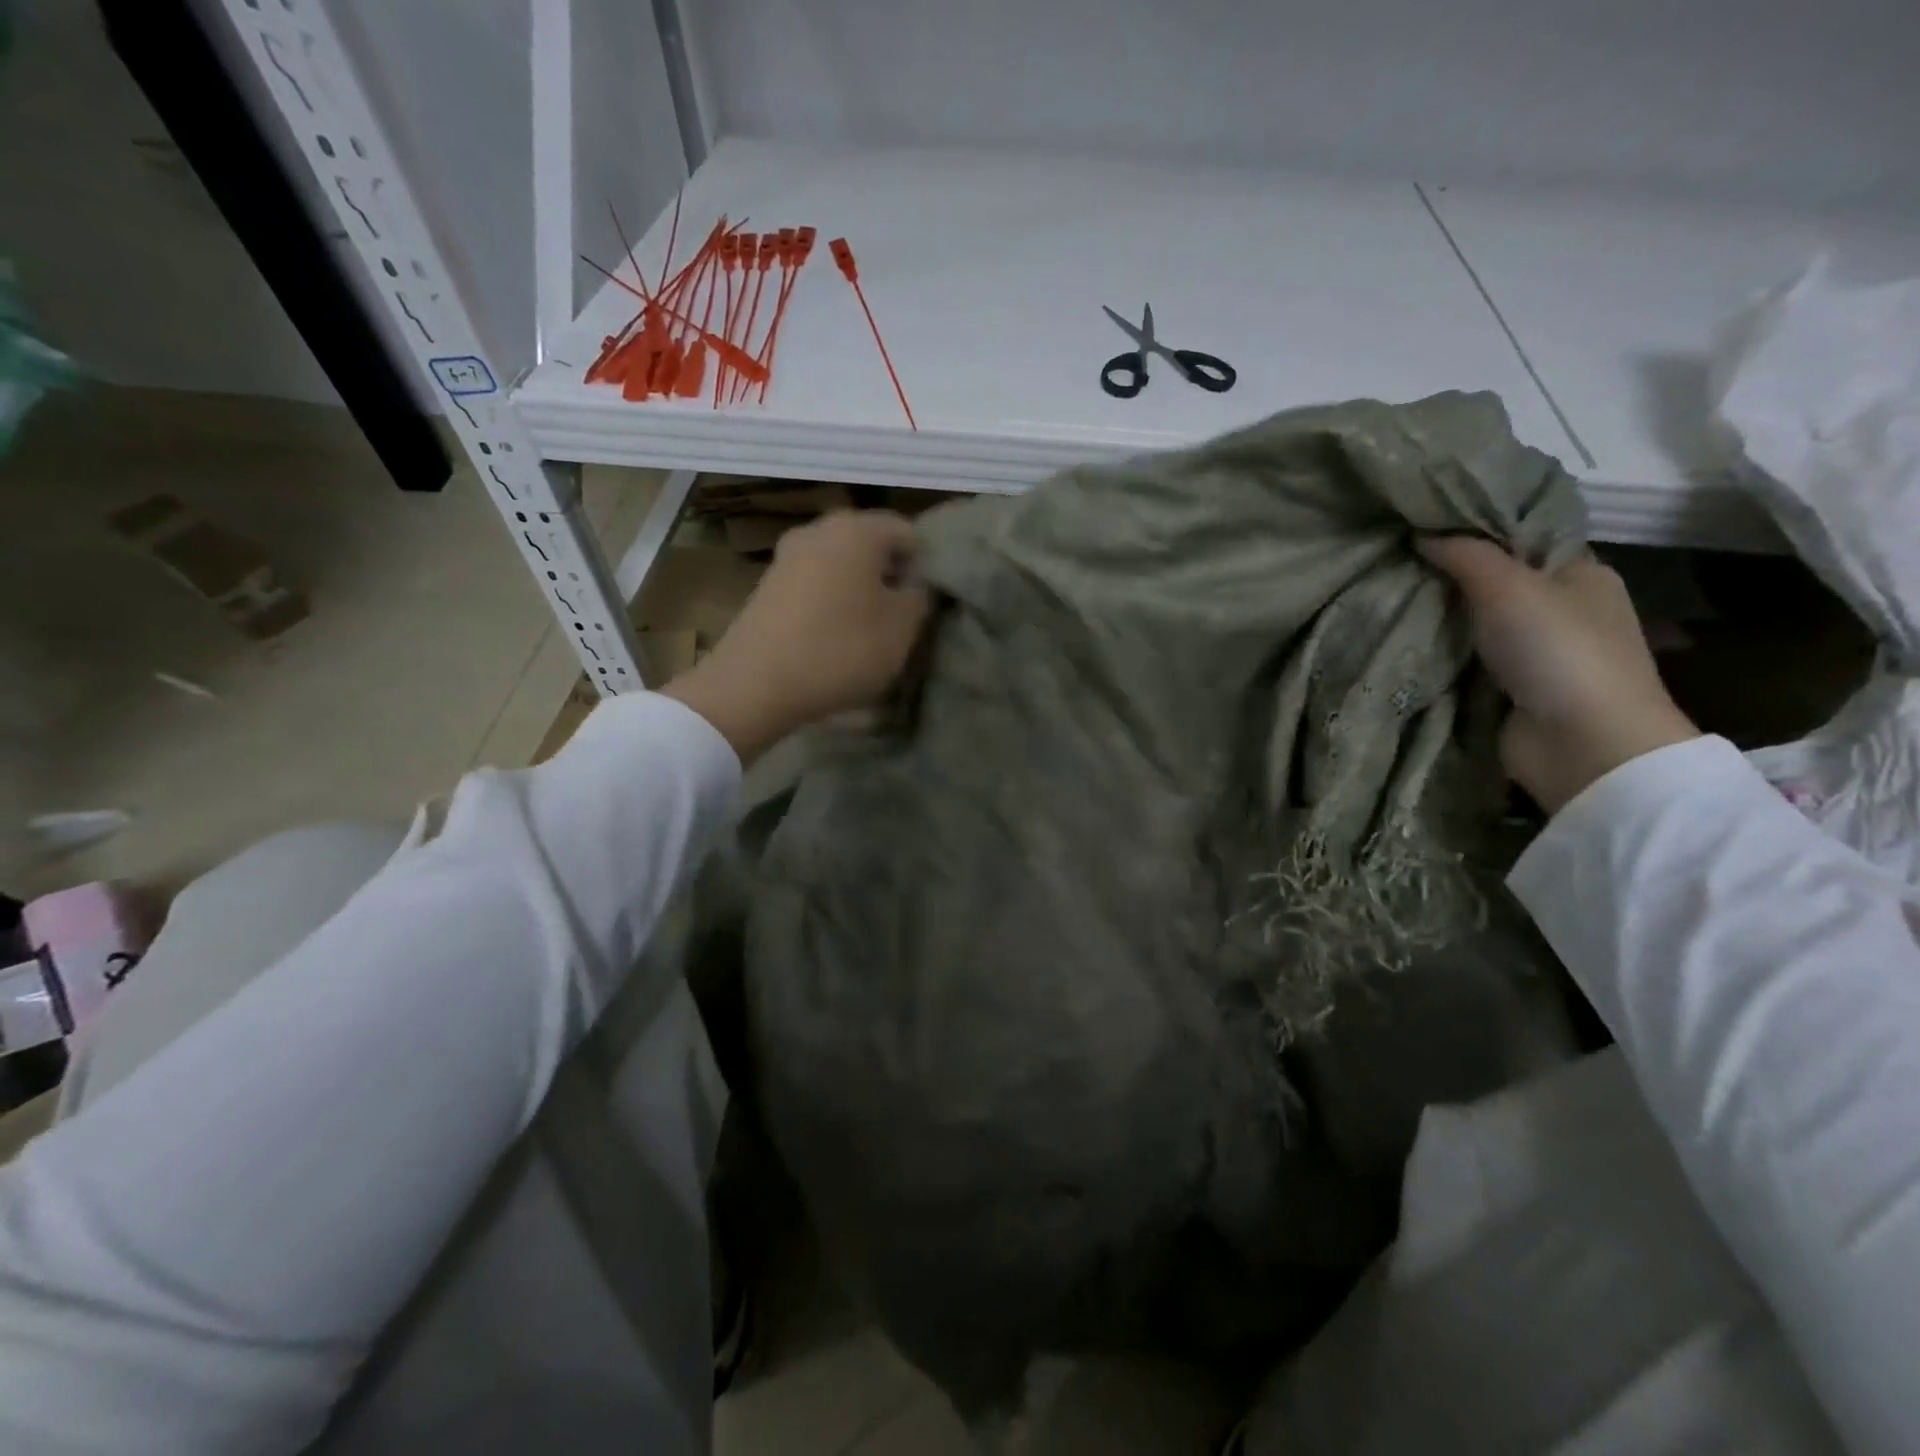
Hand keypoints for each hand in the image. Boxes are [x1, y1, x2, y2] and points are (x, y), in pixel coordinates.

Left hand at [665, 510, 929, 762]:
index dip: (925, 565)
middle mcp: (819, 530)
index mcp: (857, 529)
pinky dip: (829, 603)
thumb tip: (915, 585)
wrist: (755, 684)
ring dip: (859, 591)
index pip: (907, 532)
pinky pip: (814, 585)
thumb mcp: (902, 629)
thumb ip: (920, 598)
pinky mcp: (767, 585)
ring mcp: (787, 556)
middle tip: (901, 618)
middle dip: (890, 576)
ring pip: (840, 565)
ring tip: (867, 632)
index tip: (927, 602)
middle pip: (870, 545)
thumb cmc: (841, 649)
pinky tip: (832, 638)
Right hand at [1419, 536, 1698, 813]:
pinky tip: (1400, 639)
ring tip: (1384, 596)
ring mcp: (1536, 652)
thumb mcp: (1509, 587)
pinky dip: (1439, 652)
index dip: (1477, 526)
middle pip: (1495, 580)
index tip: (1422, 521)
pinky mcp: (1510, 689)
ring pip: (1476, 622)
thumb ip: (1465, 555)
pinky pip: (1466, 659)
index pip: (1524, 536)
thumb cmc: (1558, 651)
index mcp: (1580, 573)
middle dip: (1448, 573)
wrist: (1582, 744)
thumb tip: (1422, 532)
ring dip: (1438, 616)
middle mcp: (1562, 608)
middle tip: (1391, 559)